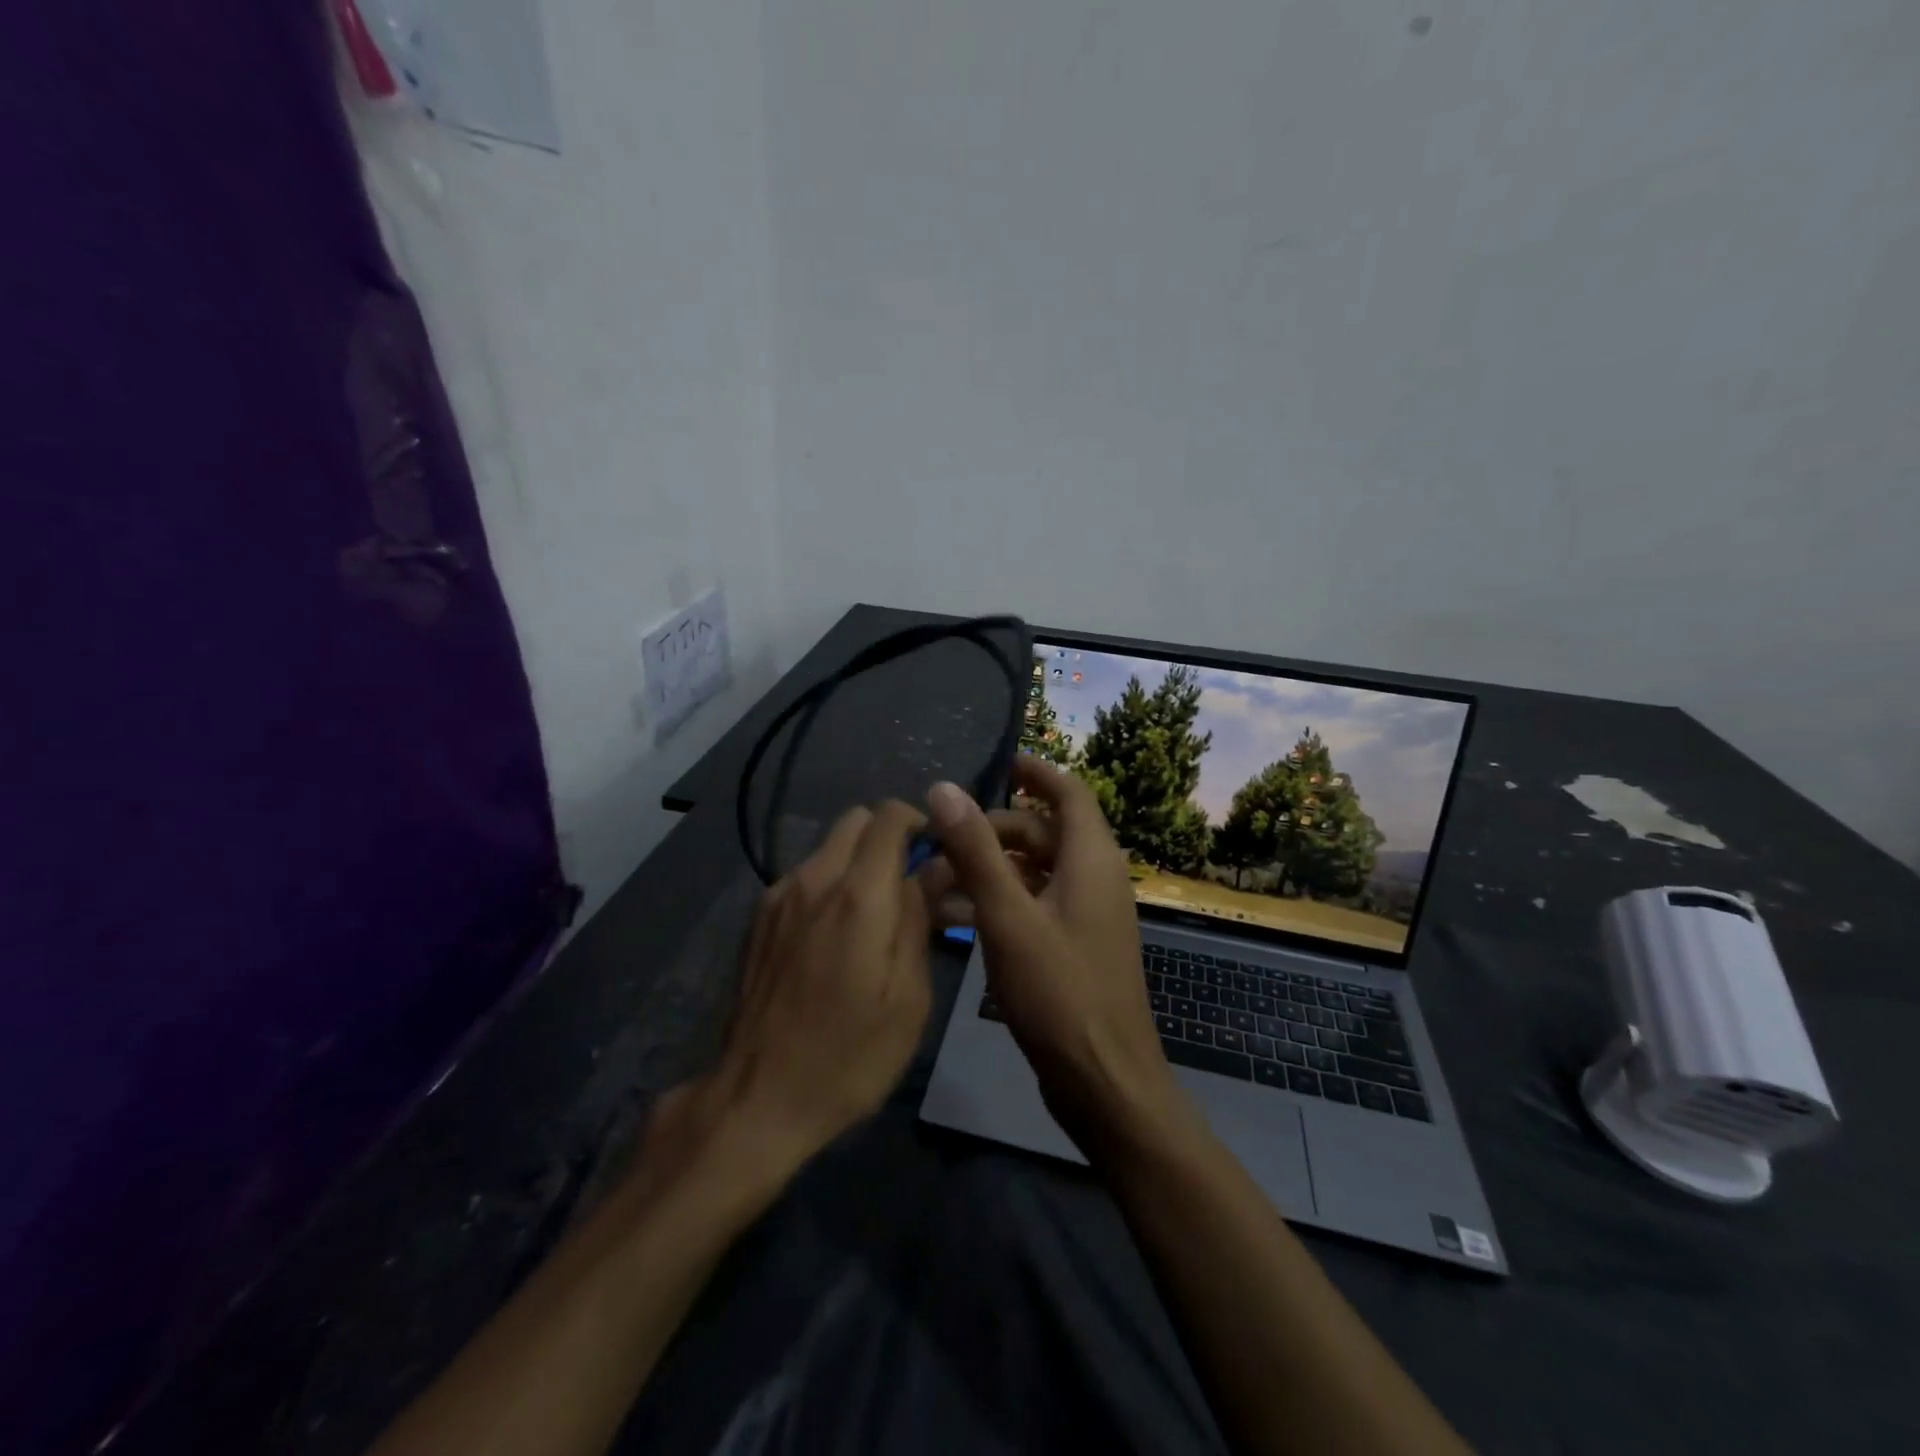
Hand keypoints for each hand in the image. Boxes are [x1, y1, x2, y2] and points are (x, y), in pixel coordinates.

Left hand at [672, 802, 933, 1177]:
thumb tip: (935, 868)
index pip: (888, 816)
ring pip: (828, 847)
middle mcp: (814, 879)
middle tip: (908, 885)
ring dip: (857, 863)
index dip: (919, 822)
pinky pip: (805, 876)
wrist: (756, 1097)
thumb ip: (919, 919)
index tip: (936, 854)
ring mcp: (779, 895)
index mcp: (859, 895)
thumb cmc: (849, 1055)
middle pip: (855, 820)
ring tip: (872, 918)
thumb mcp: (908, 997)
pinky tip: (834, 937)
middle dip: (888, 838)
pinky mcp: (759, 917)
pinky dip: (829, 885)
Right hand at [924, 760, 1198, 1164]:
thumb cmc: (1059, 993)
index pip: (1069, 792)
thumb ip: (976, 850)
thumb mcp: (1008, 917)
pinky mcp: (1073, 946)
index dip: (1035, 771)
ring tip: (934, 879)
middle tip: (940, 840)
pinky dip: (999, 901)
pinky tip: (954, 917)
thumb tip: (944, 787)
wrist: (1104, 1082)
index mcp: (1091, 859)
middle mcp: (1094, 878)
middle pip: (1042, 832)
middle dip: (991, 829)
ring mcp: (1085, 915)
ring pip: (1033, 871)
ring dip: (988, 868)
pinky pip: (1034, 905)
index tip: (996, 762)